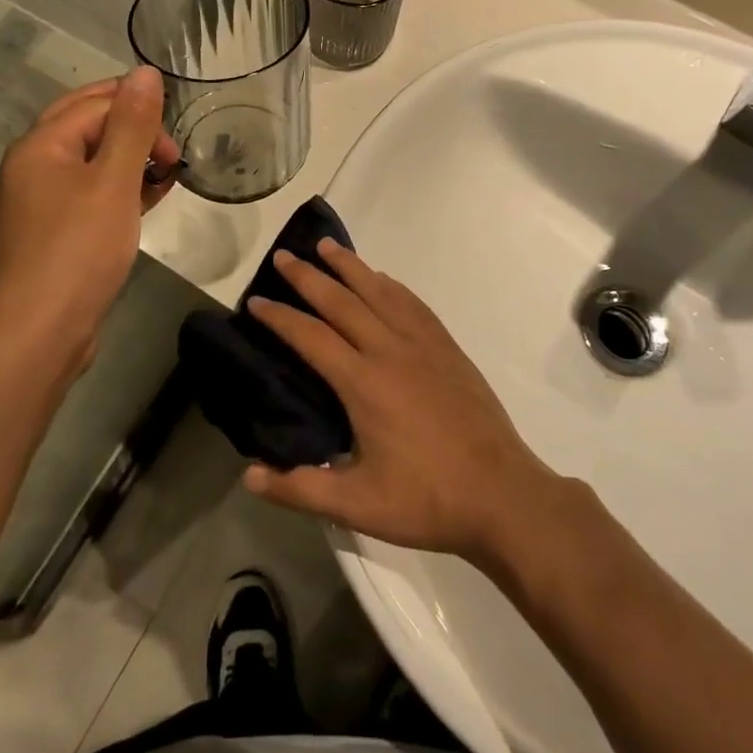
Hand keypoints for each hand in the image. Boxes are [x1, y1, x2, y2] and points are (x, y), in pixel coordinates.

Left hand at [0, 68, 179, 373]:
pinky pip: (92, 194)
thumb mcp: (113, 181)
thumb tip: (145, 71)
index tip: (174, 143)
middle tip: (172, 151)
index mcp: (41, 145)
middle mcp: (35, 166)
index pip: (95, 104)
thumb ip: (132, 124)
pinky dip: (122, 190)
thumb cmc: (78, 250)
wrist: (39, 334)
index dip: (139, 113)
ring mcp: (42, 201)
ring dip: (132, 161)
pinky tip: (151, 199)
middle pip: (90, 127)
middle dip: (136, 131)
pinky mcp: (55, 231)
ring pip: (93, 162)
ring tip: (169, 174)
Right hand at [241, 240, 564, 566]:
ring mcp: (422, 345)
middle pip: (341, 301)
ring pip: (379, 291)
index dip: (279, 317)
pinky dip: (390, 284)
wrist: (502, 494)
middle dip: (308, 277)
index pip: (310, 337)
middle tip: (283, 256)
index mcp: (363, 383)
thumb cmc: (427, 499)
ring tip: (327, 246)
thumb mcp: (358, 506)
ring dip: (349, 266)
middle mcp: (389, 350)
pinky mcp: (447, 348)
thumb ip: (301, 490)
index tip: (255, 301)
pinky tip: (382, 279)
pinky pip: (413, 303)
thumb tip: (250, 477)